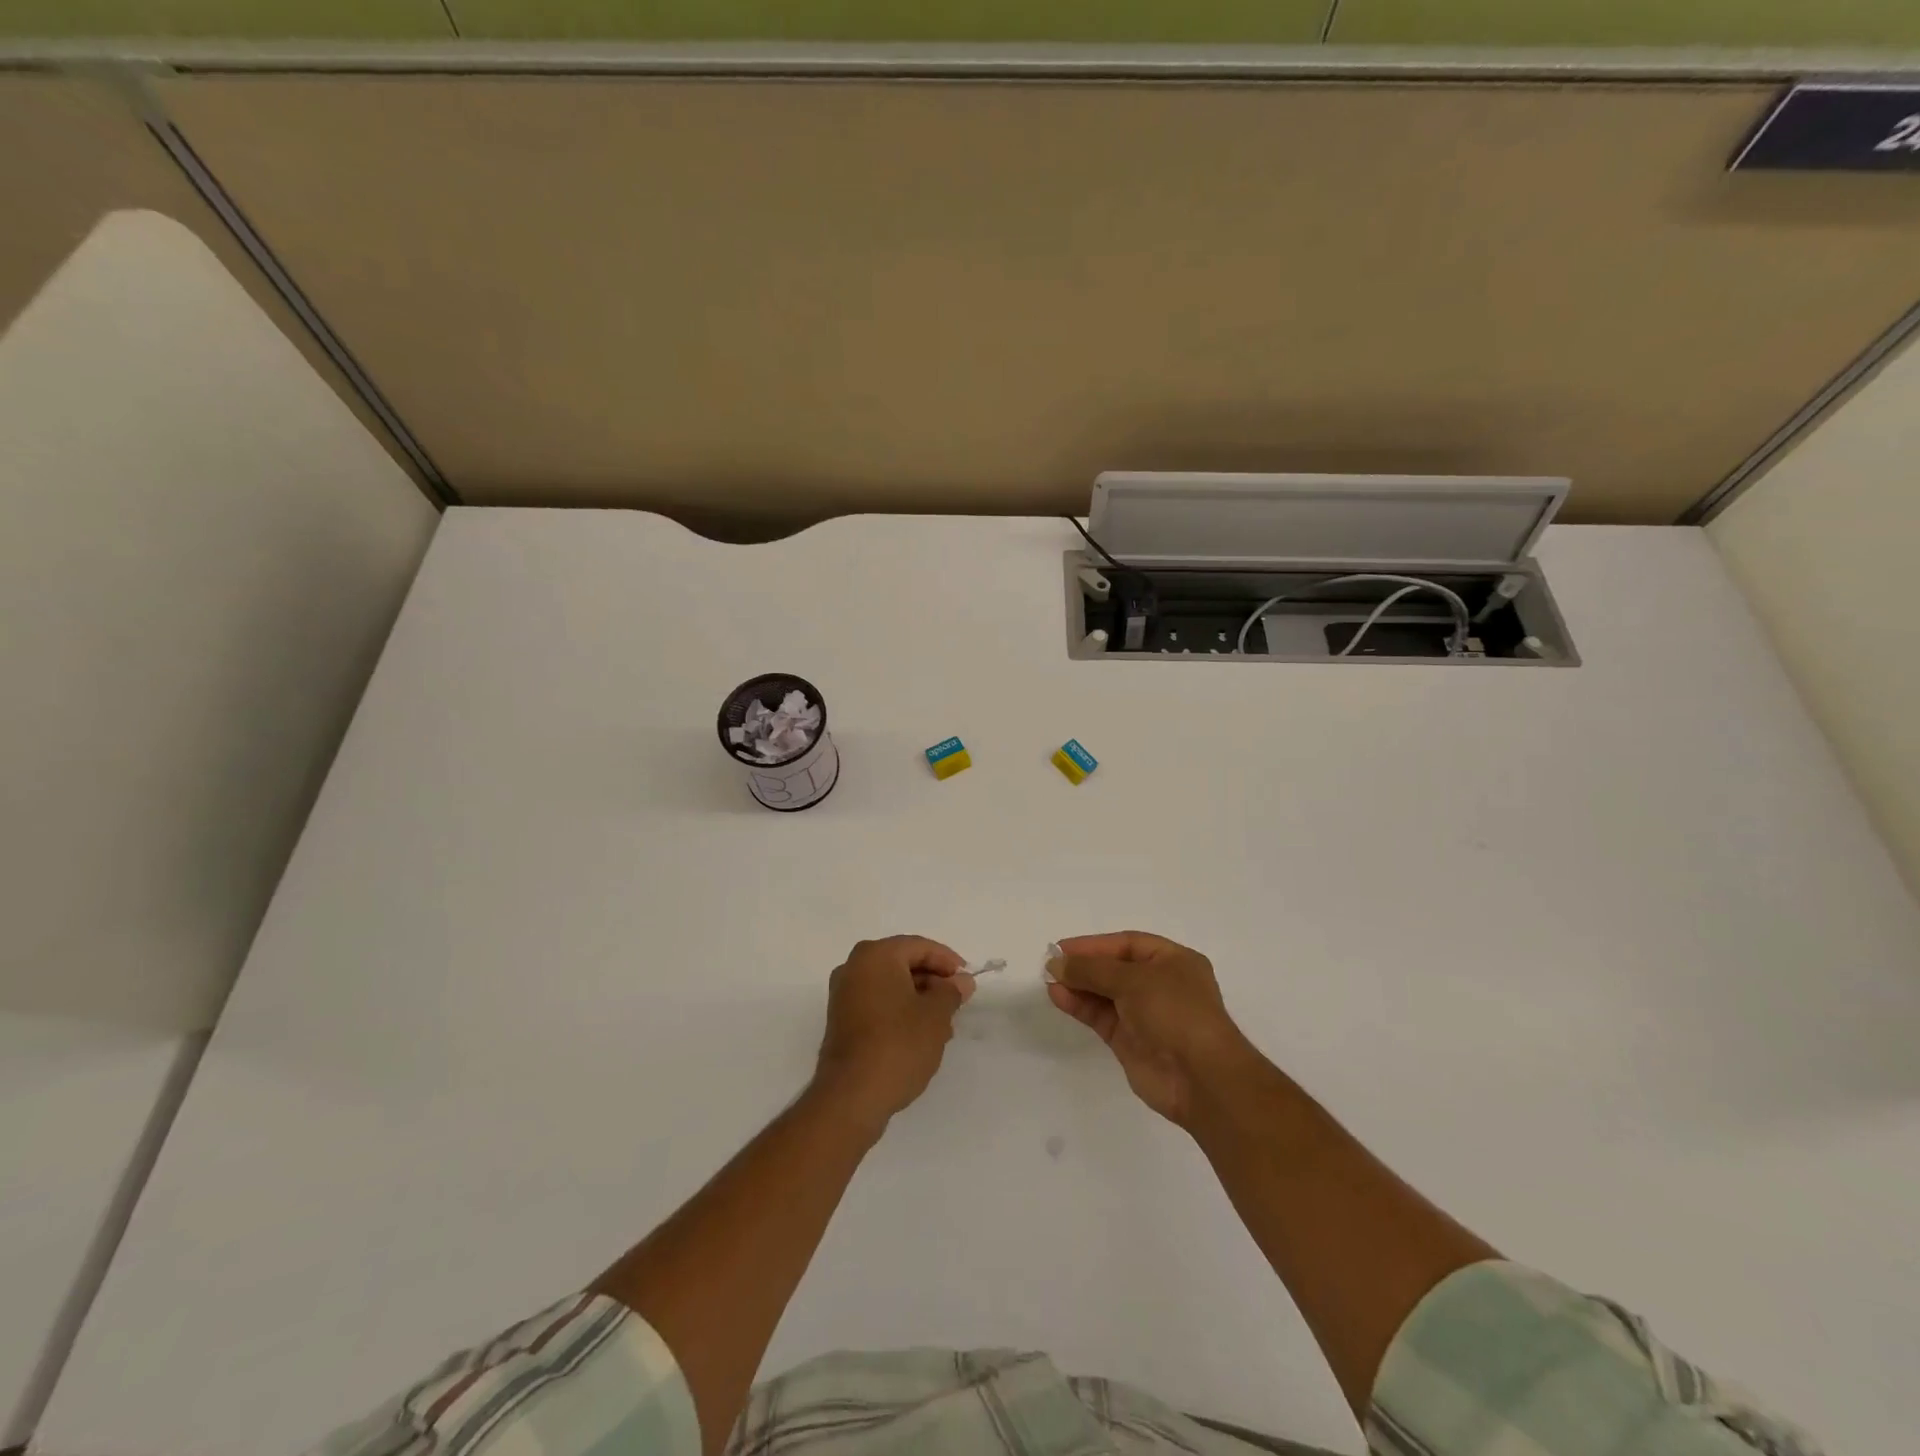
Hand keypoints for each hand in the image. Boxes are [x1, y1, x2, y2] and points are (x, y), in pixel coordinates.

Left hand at [812, 936, 974, 1134]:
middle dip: (933, 982)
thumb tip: (961, 981)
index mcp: (875, 955)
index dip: (948, 961)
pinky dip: (899, 1012)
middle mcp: (854, 967)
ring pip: (891, 986)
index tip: (967, 982)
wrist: (852, 1096)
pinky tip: (920, 1036)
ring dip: (918, 999)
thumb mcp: (936, 1015)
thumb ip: (951, 992)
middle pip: (902, 964)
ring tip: (943, 1025)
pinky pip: (877, 1003)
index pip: (919, 947)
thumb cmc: (898, 1044)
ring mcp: (843, 995)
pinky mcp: (841, 1021)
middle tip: (957, 1003)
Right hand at [1048, 931, 1260, 1128]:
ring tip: (1049, 981)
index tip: (1063, 948)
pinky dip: (1081, 1006)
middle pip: (1114, 968)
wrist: (1200, 1078)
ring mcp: (1146, 1014)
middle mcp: (1160, 985)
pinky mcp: (1131, 1041)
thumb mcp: (1133, 980)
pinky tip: (1059, 997)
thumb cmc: (1175, 1012)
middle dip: (1084, 966)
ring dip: (1078, 986)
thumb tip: (1057, 964)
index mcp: (1173, 961)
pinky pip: (1101, 1017)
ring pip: (1105, 994)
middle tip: (1051, 964)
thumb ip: (1092, 970)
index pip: (1127, 944)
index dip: (1095, 945)